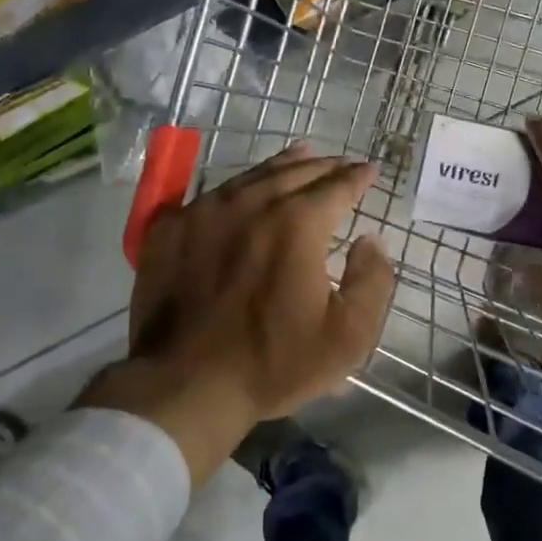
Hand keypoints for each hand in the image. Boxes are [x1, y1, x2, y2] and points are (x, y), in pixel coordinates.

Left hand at [82, 143, 394, 481]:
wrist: (184, 385)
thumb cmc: (273, 362)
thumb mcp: (347, 337)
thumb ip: (372, 281)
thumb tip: (370, 241)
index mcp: (296, 225)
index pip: (335, 187)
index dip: (356, 177)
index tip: (369, 170)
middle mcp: (250, 205)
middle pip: (294, 172)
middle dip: (324, 165)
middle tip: (340, 162)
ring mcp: (204, 213)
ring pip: (252, 176)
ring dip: (282, 165)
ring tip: (300, 155)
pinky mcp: (169, 229)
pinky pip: (211, 195)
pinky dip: (236, 187)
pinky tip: (242, 189)